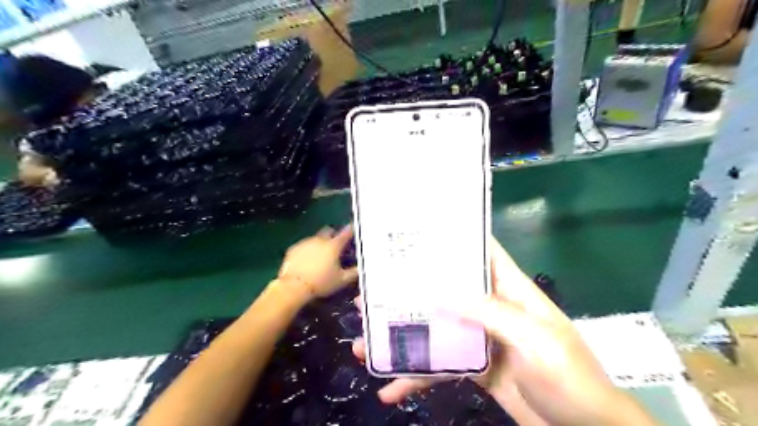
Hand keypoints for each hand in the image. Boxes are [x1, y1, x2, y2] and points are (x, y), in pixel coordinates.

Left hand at [278, 227, 358, 299]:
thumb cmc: (321, 282)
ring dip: (319, 244)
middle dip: (332, 235)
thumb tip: (361, 268)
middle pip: (328, 231)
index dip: (350, 230)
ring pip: (315, 238)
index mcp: (334, 246)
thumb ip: (354, 272)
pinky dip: (307, 250)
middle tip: (334, 246)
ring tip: (320, 256)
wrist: (294, 286)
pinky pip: (303, 245)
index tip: (352, 229)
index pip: (345, 233)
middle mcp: (320, 240)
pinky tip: (306, 260)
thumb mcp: (342, 280)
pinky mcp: (293, 248)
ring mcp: (305, 242)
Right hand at [352, 236, 655, 425]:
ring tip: (365, 345)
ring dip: (404, 337)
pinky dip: (417, 376)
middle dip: (411, 290)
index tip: (418, 233)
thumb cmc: (568, 377)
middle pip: (446, 289)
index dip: (454, 238)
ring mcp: (479, 337)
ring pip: (436, 328)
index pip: (482, 251)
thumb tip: (441, 292)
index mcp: (510, 289)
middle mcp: (491, 307)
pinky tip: (391, 387)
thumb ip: (490, 313)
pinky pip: (440, 365)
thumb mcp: (533, 339)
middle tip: (373, 293)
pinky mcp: (474, 365)